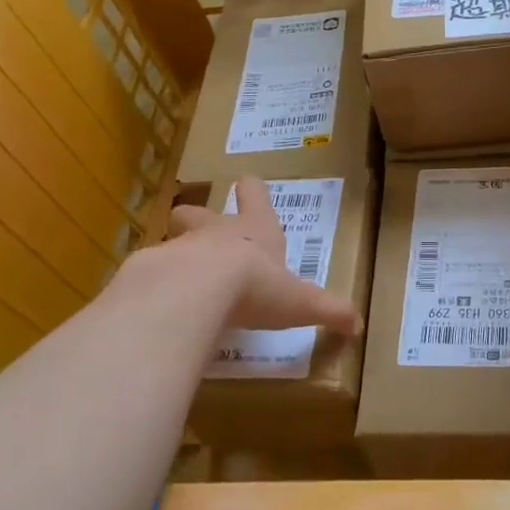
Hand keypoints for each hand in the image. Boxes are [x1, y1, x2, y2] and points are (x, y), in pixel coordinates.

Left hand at [166, 177, 362, 333]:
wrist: (197, 290)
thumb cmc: (256, 285)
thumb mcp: (300, 302)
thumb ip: (329, 311)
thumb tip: (359, 326)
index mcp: (255, 231)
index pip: (255, 196)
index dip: (253, 190)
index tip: (248, 183)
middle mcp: (216, 232)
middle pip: (199, 212)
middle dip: (199, 219)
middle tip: (201, 233)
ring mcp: (179, 248)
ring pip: (173, 240)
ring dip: (176, 254)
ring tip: (179, 279)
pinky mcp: (150, 272)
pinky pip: (150, 274)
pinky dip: (154, 286)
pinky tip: (158, 309)